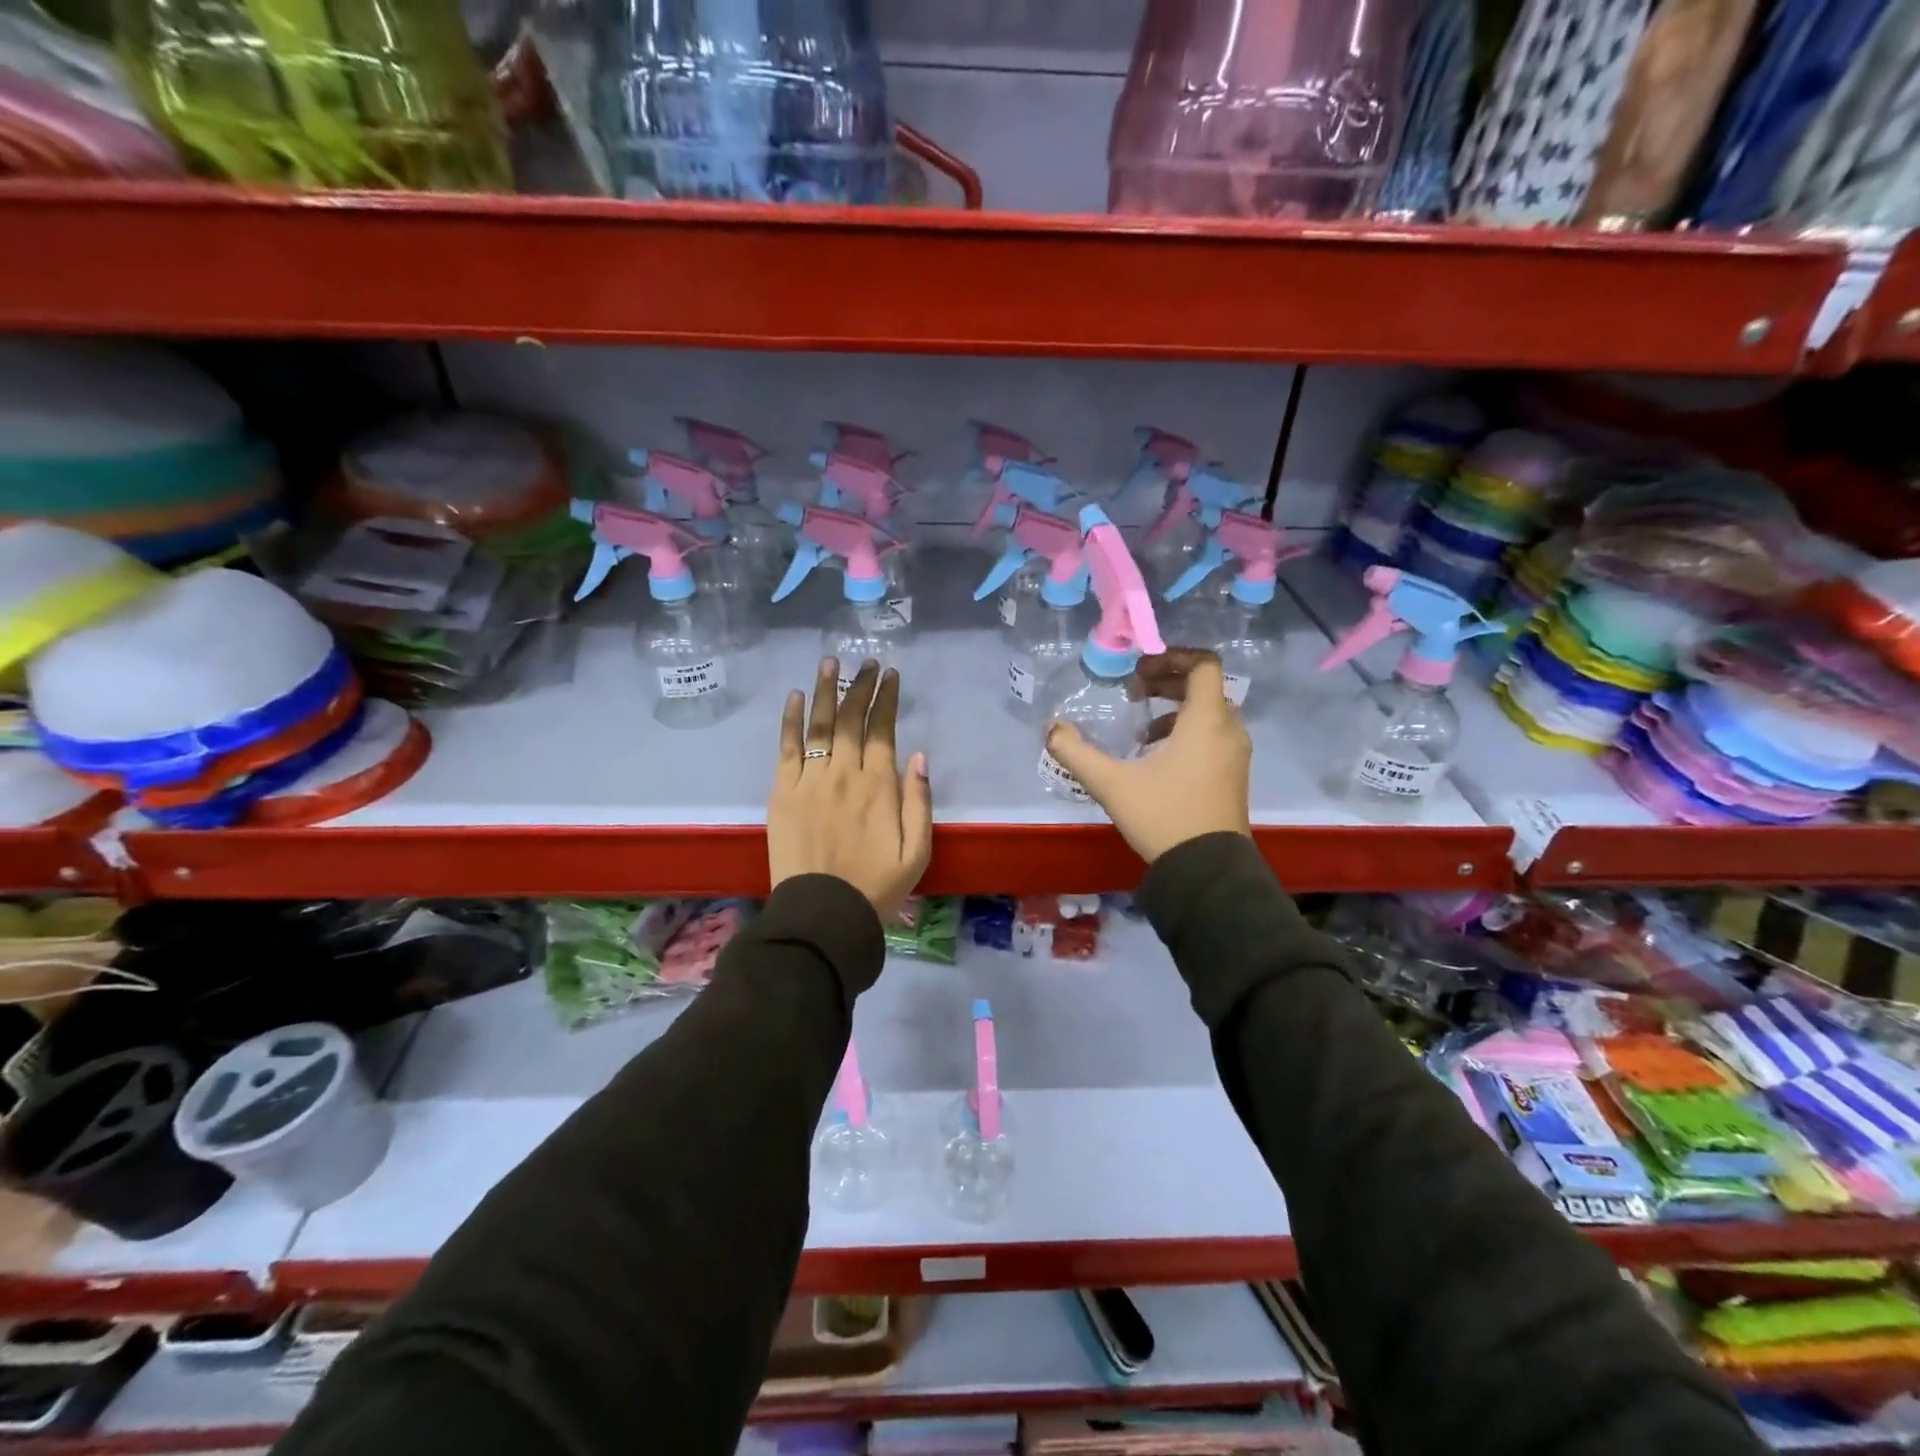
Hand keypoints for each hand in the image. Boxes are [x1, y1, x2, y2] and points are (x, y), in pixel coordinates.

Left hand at [769, 658, 932, 921]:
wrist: (822, 913)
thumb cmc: (876, 886)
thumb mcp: (917, 851)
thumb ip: (919, 802)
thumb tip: (918, 757)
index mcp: (879, 786)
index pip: (882, 730)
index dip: (887, 700)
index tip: (891, 675)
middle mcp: (844, 773)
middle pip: (851, 719)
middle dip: (861, 686)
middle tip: (868, 663)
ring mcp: (810, 779)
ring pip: (819, 724)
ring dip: (825, 690)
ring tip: (830, 662)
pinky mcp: (783, 791)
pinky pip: (787, 747)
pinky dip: (791, 720)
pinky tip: (796, 696)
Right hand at [1045, 650, 1250, 863]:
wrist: (1207, 869)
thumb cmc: (1163, 816)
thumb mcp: (1111, 783)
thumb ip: (1076, 752)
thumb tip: (1051, 728)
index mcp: (1206, 721)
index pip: (1204, 665)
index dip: (1172, 657)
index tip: (1141, 669)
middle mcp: (1228, 730)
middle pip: (1205, 686)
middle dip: (1168, 682)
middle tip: (1134, 692)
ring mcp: (1236, 754)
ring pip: (1210, 712)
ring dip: (1176, 709)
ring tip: (1142, 729)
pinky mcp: (1234, 775)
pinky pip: (1214, 735)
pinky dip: (1189, 731)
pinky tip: (1158, 757)